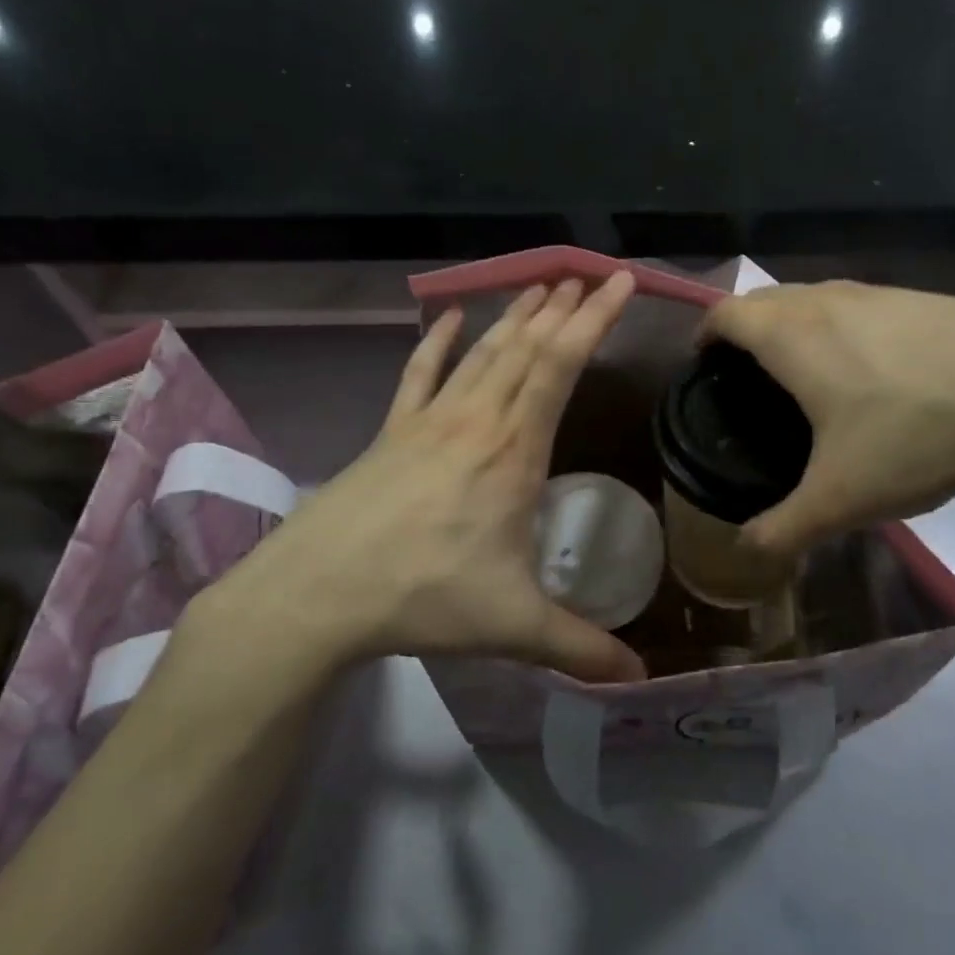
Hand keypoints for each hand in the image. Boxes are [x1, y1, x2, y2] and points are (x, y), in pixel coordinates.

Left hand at [174, 274, 646, 702]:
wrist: (315, 594)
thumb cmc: (423, 597)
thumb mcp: (512, 627)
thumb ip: (580, 649)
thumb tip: (639, 680)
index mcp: (513, 451)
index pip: (561, 365)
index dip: (594, 319)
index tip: (619, 282)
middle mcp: (475, 420)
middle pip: (526, 346)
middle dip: (563, 306)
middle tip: (589, 274)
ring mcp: (429, 421)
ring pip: (482, 352)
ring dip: (516, 315)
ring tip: (542, 284)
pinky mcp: (392, 432)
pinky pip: (419, 374)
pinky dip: (439, 342)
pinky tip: (450, 317)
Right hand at [701, 280, 954, 555]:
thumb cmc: (917, 433)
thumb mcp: (843, 498)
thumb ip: (785, 528)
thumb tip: (747, 551)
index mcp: (791, 336)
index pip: (724, 314)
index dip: (702, 336)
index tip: (702, 369)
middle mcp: (826, 300)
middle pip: (764, 299)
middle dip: (743, 330)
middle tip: (747, 380)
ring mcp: (876, 292)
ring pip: (812, 298)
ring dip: (793, 325)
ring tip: (805, 376)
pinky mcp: (919, 296)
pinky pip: (856, 305)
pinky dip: (839, 327)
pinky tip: (872, 372)